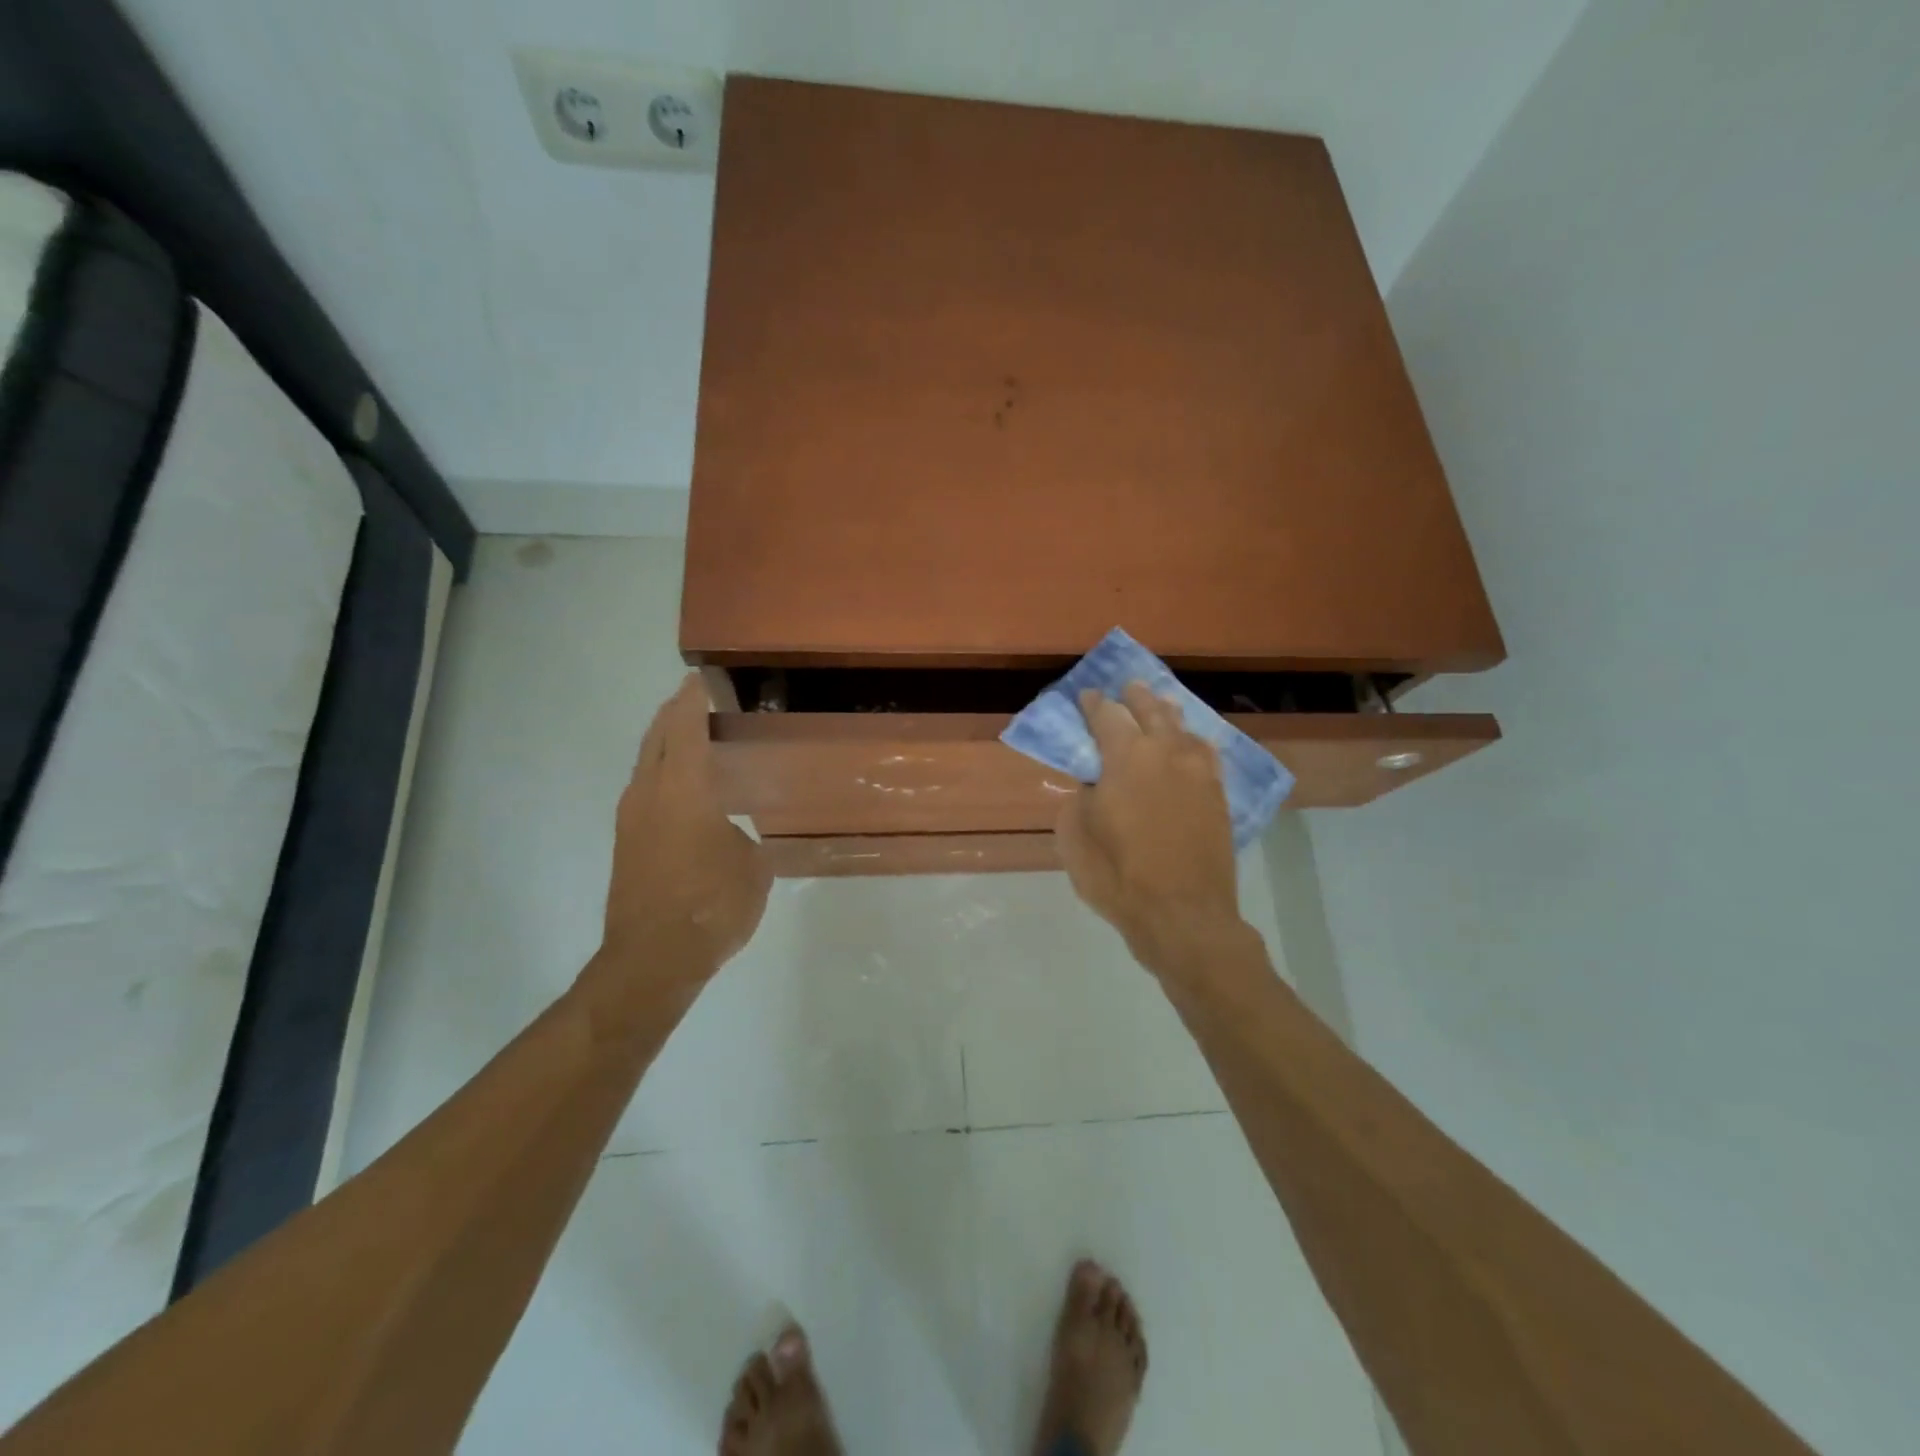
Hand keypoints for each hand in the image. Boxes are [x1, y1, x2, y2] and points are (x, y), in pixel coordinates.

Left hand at [597, 674, 770, 993]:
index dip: (693, 700)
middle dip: (673, 714)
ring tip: (694, 740)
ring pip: (646, 765)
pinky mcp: (627, 844)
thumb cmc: (711, 906)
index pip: (684, 728)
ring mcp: (632, 820)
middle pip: (656, 738)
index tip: (702, 680)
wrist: (652, 960)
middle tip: (697, 701)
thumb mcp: (753, 868)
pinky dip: (663, 775)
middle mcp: (649, 794)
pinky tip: (686, 791)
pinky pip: (645, 791)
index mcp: (682, 789)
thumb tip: (742, 834)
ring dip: (665, 745)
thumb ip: (749, 839)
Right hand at [1056, 683, 1248, 982]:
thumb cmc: (1118, 876)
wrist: (1183, 915)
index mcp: (1126, 756)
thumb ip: (1080, 798)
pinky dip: (1193, 742)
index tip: (1086, 696)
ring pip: (1183, 728)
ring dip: (1167, 714)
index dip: (1094, 703)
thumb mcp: (1075, 837)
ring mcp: (1199, 773)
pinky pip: (1206, 754)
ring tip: (1160, 706)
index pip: (1107, 715)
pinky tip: (1191, 743)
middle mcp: (1166, 753)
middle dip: (1135, 697)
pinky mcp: (1218, 796)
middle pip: (1151, 711)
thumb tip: (1093, 785)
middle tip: (1127, 689)